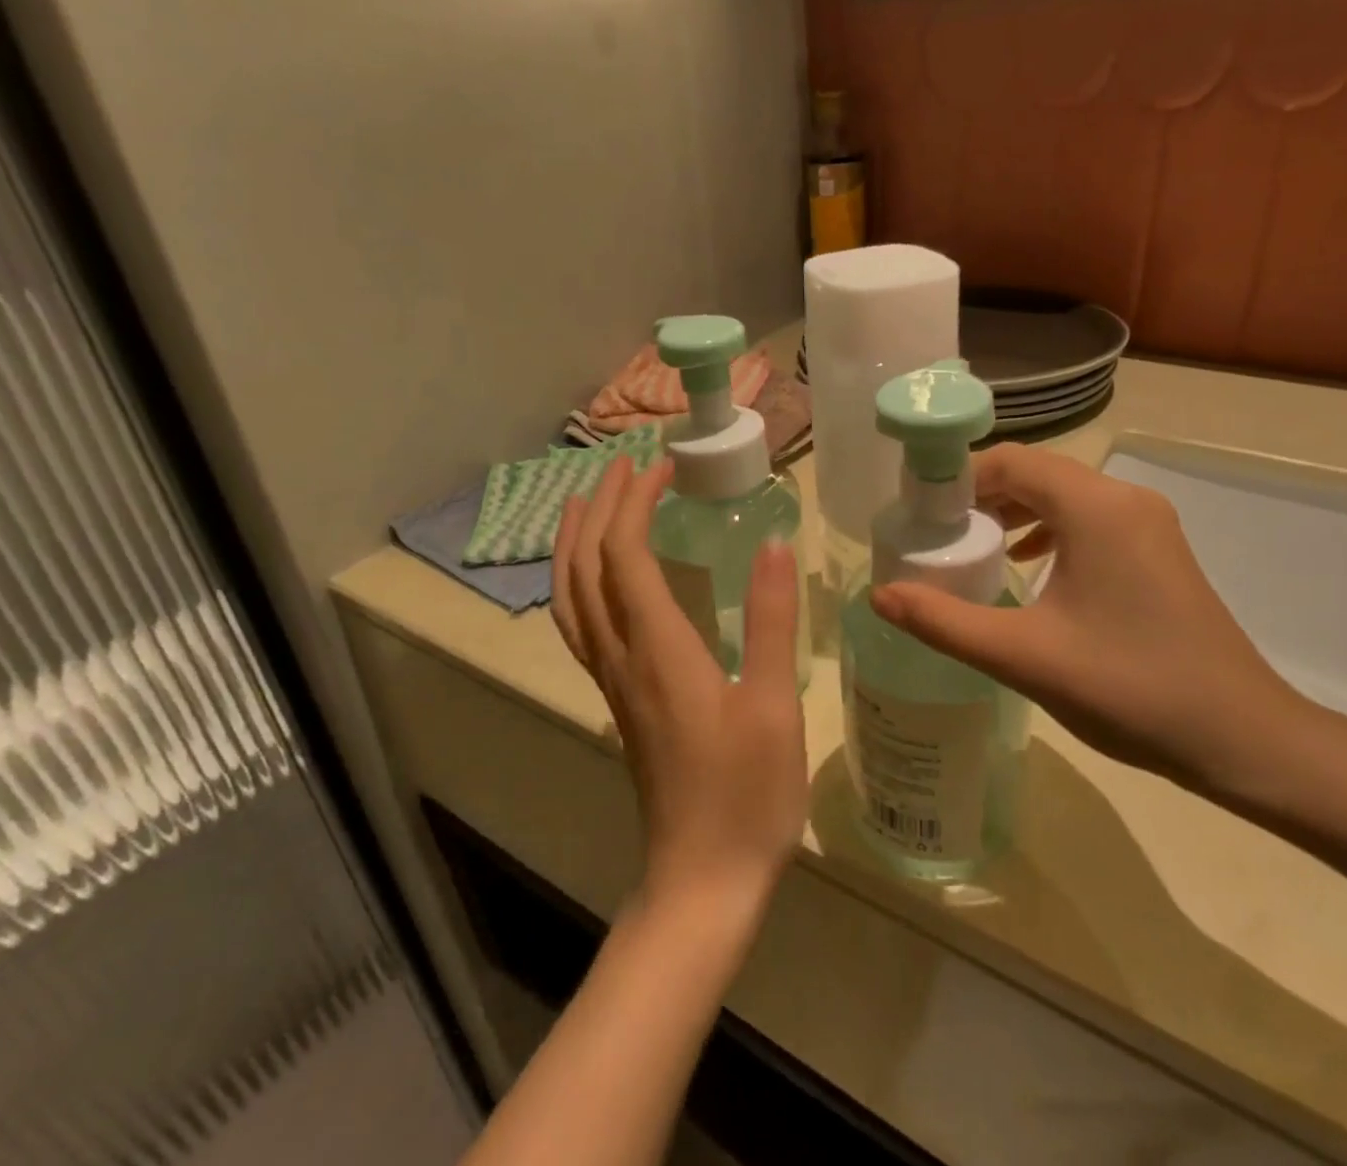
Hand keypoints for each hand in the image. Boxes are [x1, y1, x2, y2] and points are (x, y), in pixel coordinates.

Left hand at [552, 457, 808, 914]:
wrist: (701, 882)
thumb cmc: (747, 795)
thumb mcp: (774, 705)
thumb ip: (773, 622)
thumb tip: (774, 544)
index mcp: (658, 650)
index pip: (626, 555)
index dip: (635, 502)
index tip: (663, 464)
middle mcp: (622, 658)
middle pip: (587, 569)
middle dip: (600, 508)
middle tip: (624, 464)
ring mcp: (614, 683)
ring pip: (571, 599)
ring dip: (576, 543)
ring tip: (590, 503)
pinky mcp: (621, 702)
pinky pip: (583, 626)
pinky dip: (581, 584)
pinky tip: (601, 580)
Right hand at [870, 443, 1314, 795]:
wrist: (1245, 739)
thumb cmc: (1131, 689)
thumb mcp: (1025, 656)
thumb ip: (945, 622)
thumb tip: (880, 595)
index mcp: (1095, 508)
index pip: (1010, 462)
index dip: (957, 479)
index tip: (918, 513)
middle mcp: (1124, 499)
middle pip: (1036, 473)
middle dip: (980, 496)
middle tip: (936, 534)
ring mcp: (1148, 523)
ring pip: (1063, 495)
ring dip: (1013, 512)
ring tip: (972, 547)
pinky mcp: (1158, 550)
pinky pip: (1089, 519)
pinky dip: (1048, 530)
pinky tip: (1027, 566)